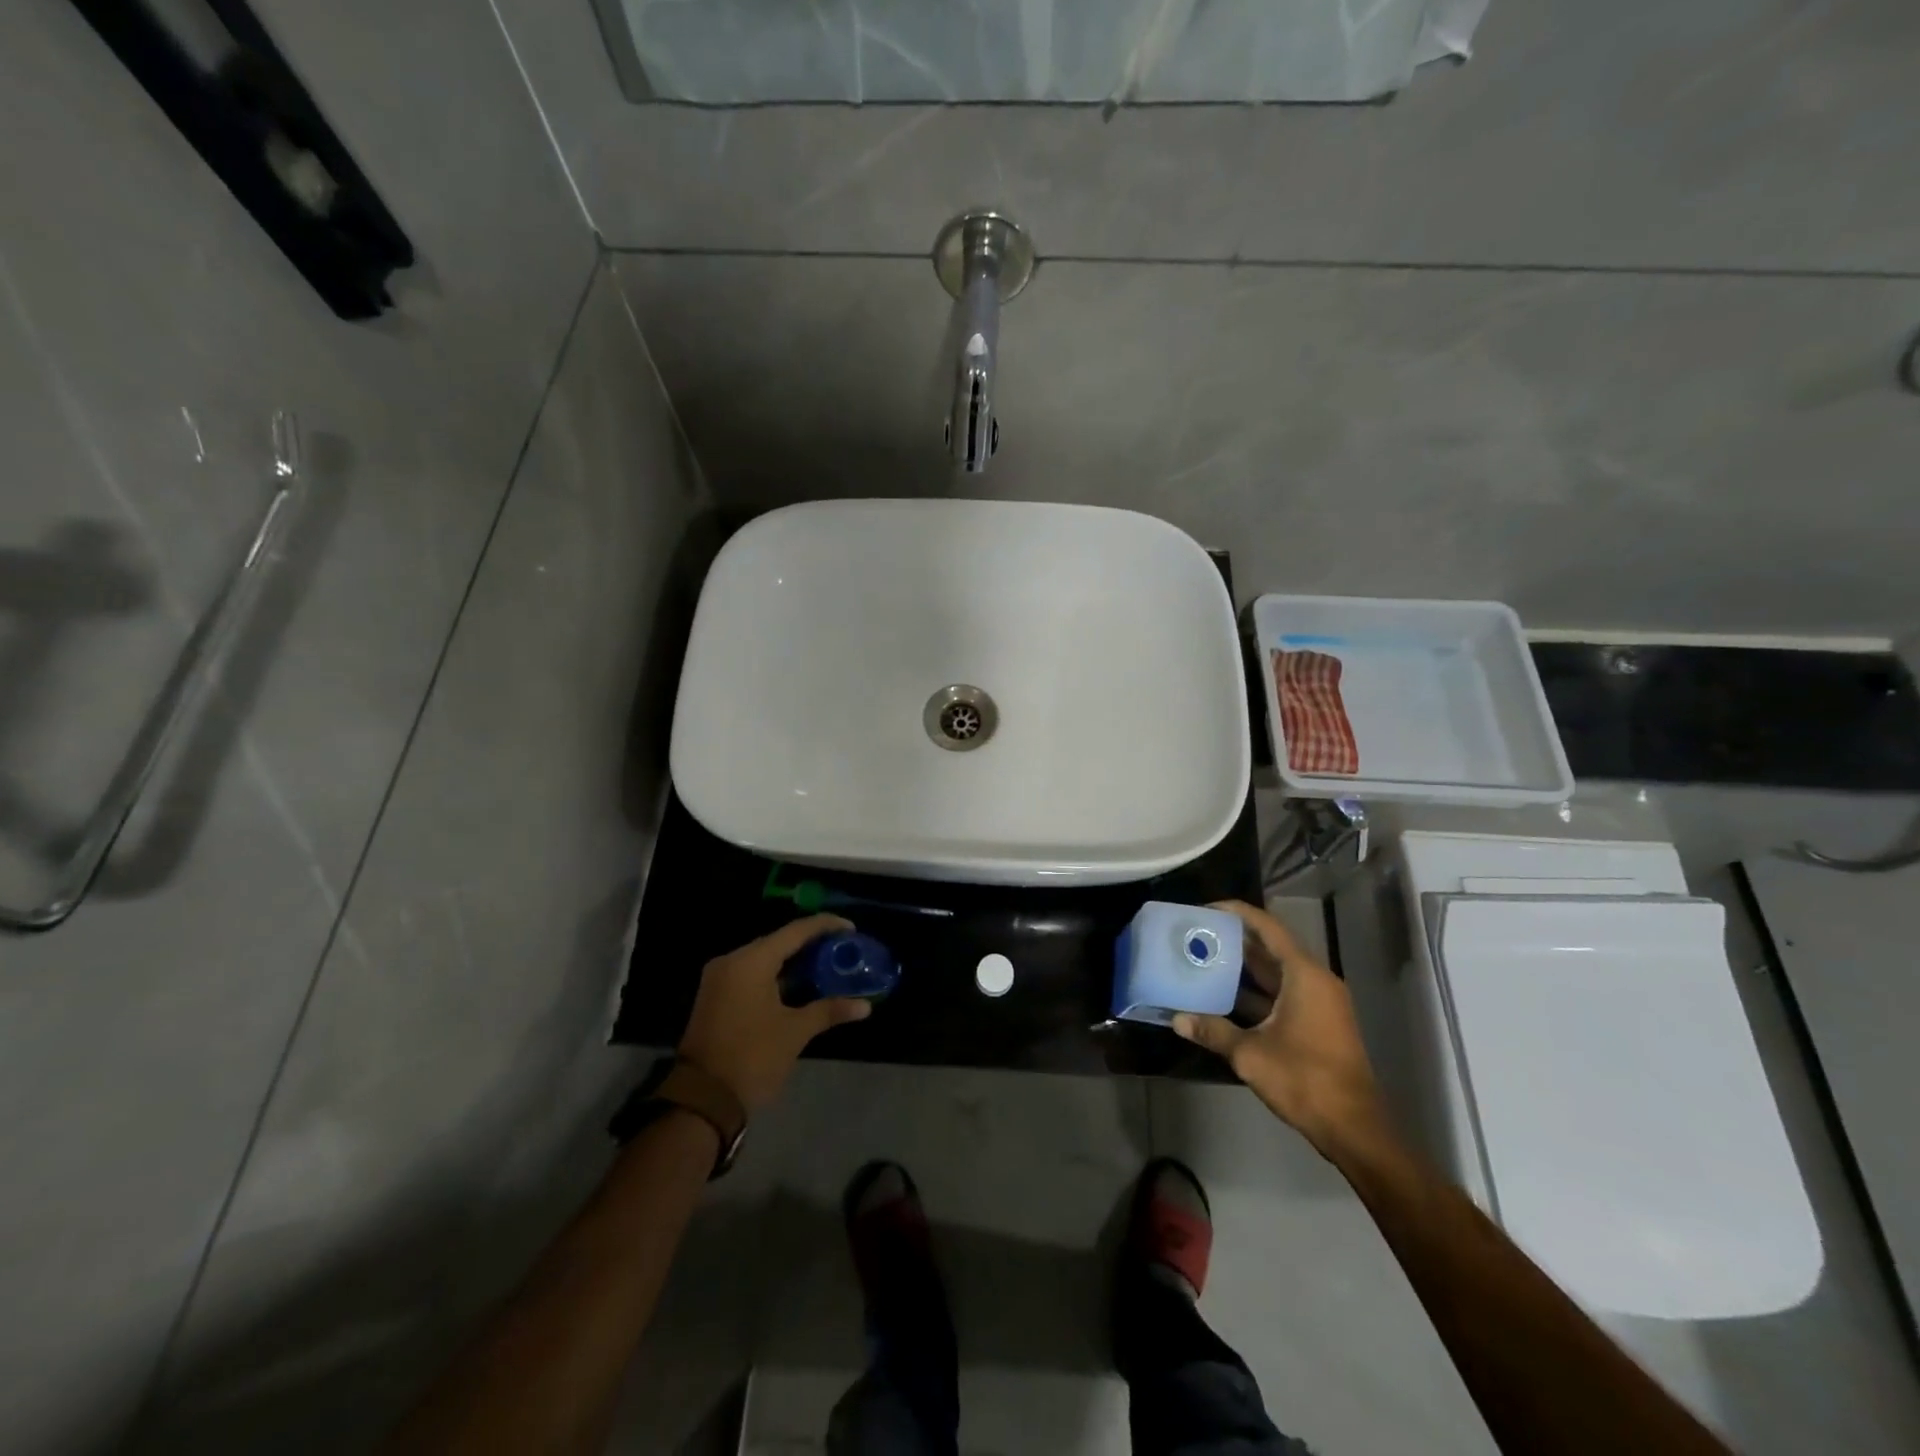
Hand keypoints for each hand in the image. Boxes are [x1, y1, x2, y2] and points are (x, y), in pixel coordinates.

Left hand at [678, 915, 872, 1110]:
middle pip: (778, 941)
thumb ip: (829, 1010)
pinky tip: (800, 983)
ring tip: (827, 964)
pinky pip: (752, 973)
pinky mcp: (716, 996)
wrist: (702, 1100)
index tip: (851, 929)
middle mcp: (732, 961)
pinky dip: (776, 974)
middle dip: (811, 943)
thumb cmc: (752, 1058)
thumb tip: (865, 1006)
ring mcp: (719, 978)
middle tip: (841, 949)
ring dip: (793, 960)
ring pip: (764, 957)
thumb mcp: (795, 1032)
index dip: (826, 926)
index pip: (796, 931)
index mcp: (751, 961)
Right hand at [1173, 900, 1389, 1158]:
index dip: (1237, 913)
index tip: (1206, 908)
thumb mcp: (1250, 1054)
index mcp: (1304, 975)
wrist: (1354, 1128)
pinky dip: (1256, 992)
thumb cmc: (1305, 1080)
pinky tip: (1224, 997)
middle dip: (1235, 940)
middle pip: (1272, 948)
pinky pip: (1282, 993)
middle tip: (1198, 934)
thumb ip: (1213, 1031)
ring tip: (1204, 959)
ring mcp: (1319, 1003)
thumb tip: (1177, 1019)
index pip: (1268, 928)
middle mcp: (1315, 981)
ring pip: (1276, 973)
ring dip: (1244, 967)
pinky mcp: (1318, 1023)